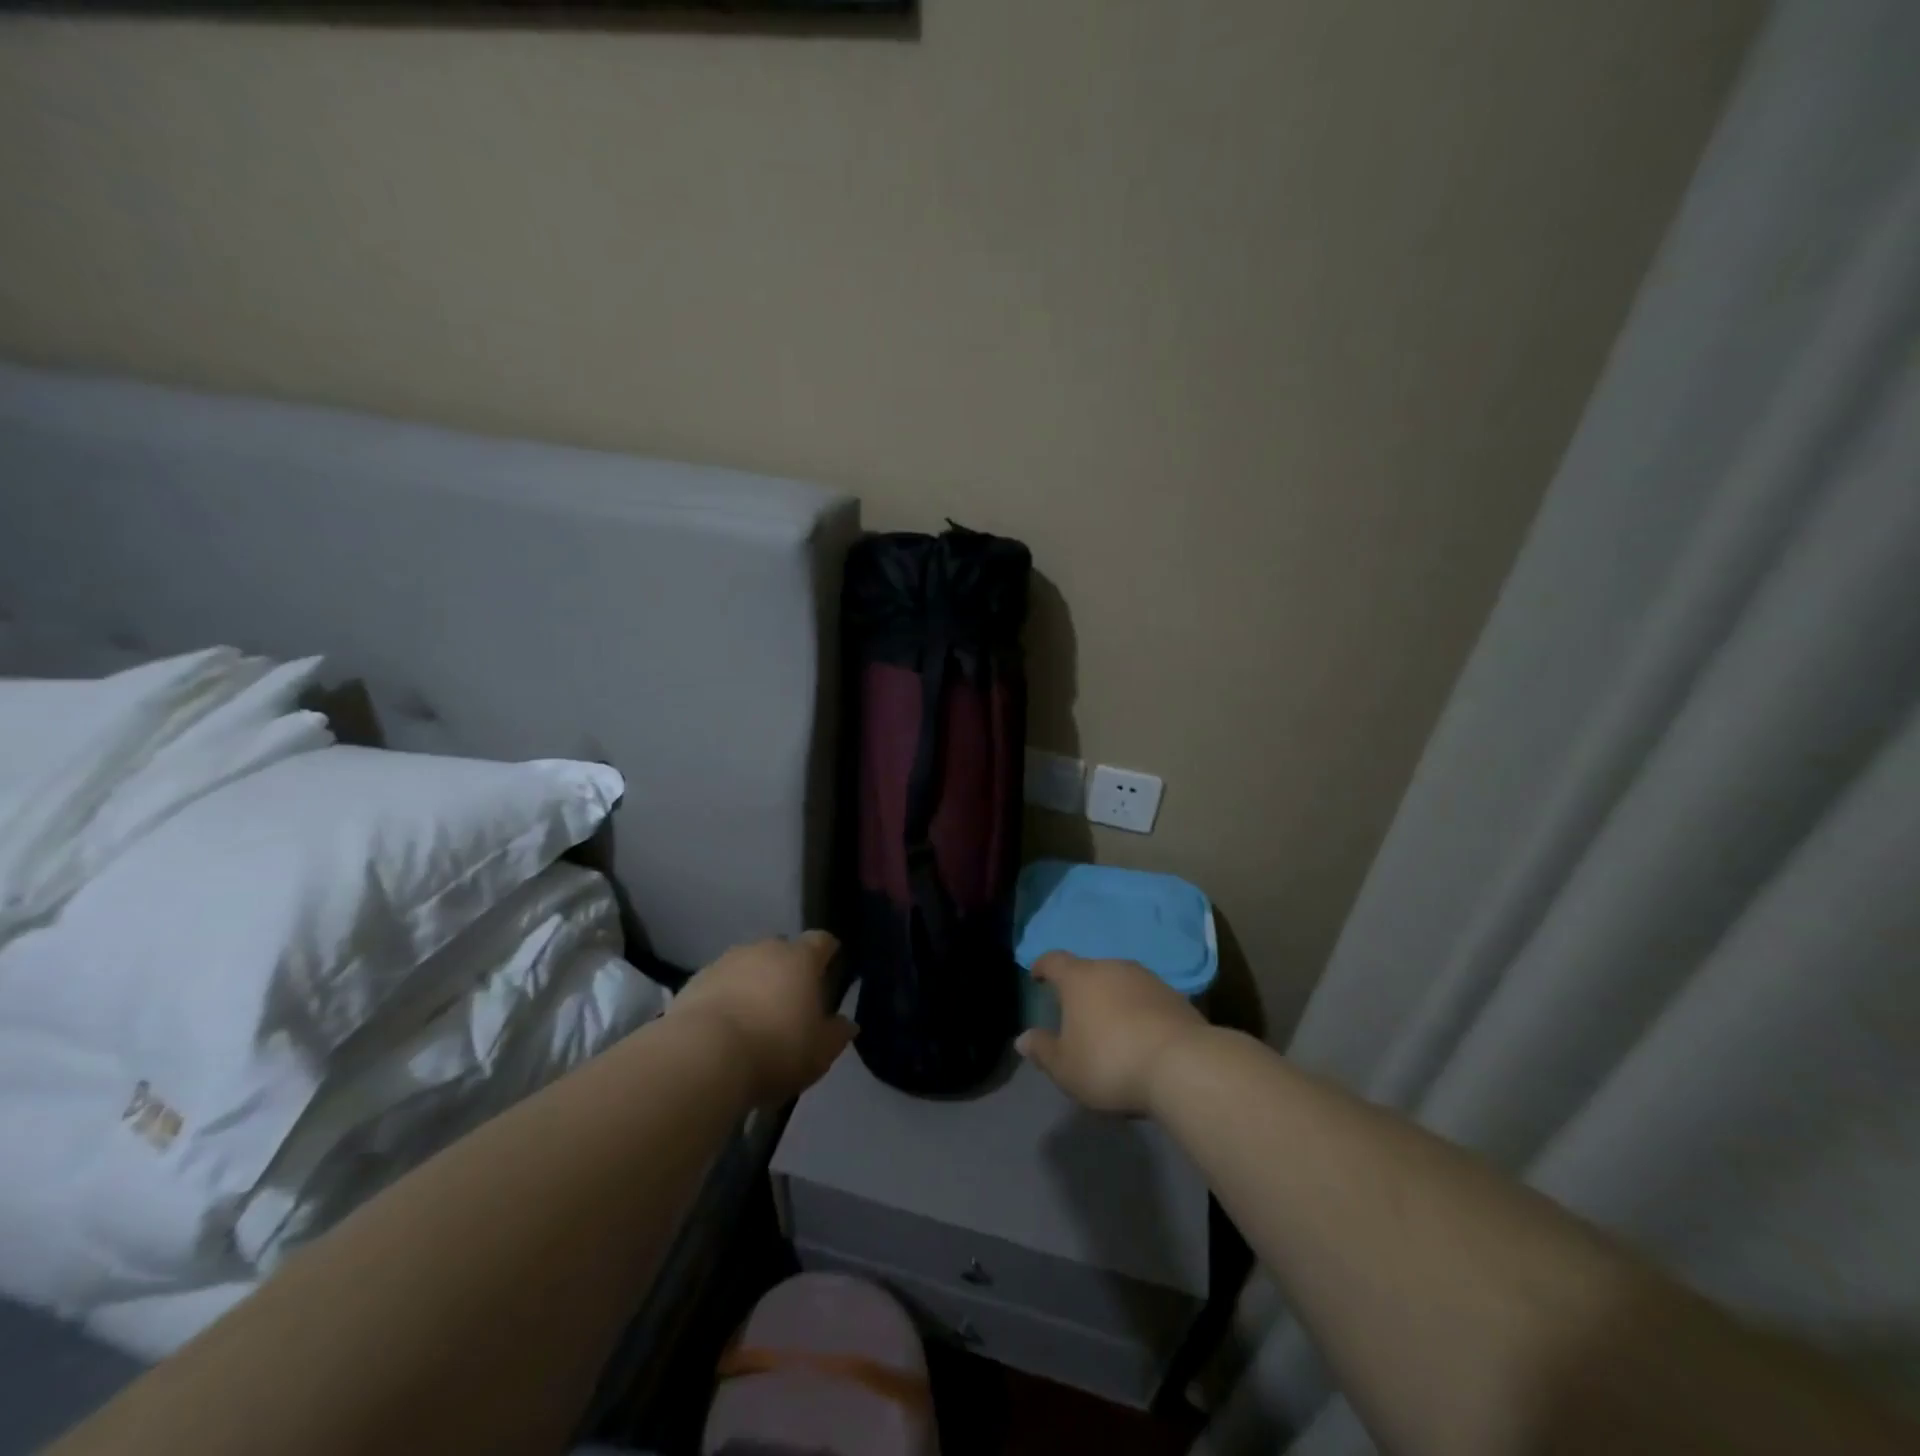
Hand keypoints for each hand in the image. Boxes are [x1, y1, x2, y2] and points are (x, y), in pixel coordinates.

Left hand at [667, 930, 855, 1105]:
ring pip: (747, 966)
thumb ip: (837, 1033)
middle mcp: (764, 949)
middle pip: (782, 951)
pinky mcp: (694, 982)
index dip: (828, 953)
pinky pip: (719, 985)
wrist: (702, 1056)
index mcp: (801, 958)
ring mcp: (725, 962)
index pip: (821, 941)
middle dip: (787, 970)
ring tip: (753, 1018)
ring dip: (753, 983)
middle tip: (790, 1002)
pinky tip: (724, 1028)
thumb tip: (847, 1022)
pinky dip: (725, 998)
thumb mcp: (820, 1052)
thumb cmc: (775, 1048)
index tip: (831, 969)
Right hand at [1015, 952, 1207, 1115]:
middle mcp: (1112, 967)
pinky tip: (1140, 1034)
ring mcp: (1147, 979)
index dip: (1043, 966)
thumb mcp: (1066, 1067)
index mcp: (1079, 978)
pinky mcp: (1175, 996)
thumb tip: (1022, 1039)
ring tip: (1110, 1024)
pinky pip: (1146, 998)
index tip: (1037, 976)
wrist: (1182, 1065)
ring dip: (1112, 998)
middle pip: (1089, 970)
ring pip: (1120, 982)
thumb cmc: (1110, 1062)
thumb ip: (1042, 1050)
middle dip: (1080, 987)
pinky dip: (1138, 1010)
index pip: (1054, 960)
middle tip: (1075, 1010)